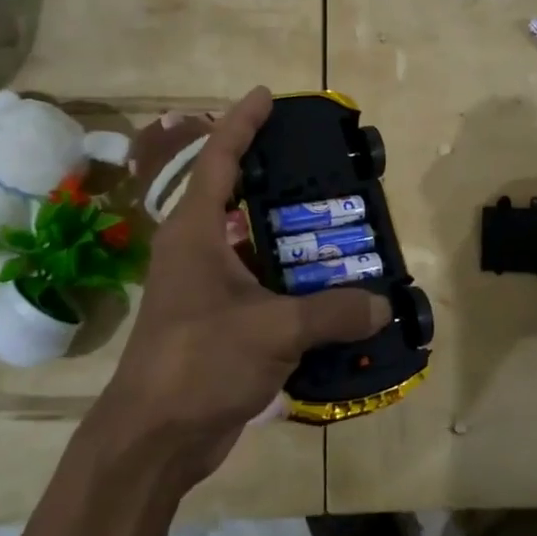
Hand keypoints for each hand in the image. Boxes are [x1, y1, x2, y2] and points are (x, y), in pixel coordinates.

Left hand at [90, 87, 388, 487]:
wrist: (153, 440)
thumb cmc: (199, 363)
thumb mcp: (273, 331)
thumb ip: (332, 312)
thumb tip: (383, 306)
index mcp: (195, 232)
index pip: (219, 158)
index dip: (242, 123)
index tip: (267, 95)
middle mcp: (197, 250)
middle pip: (235, 194)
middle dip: (275, 175)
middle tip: (321, 163)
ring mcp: (205, 287)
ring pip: (252, 243)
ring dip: (289, 233)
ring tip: (337, 222)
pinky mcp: (217, 321)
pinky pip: (261, 284)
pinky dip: (291, 279)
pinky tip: (329, 285)